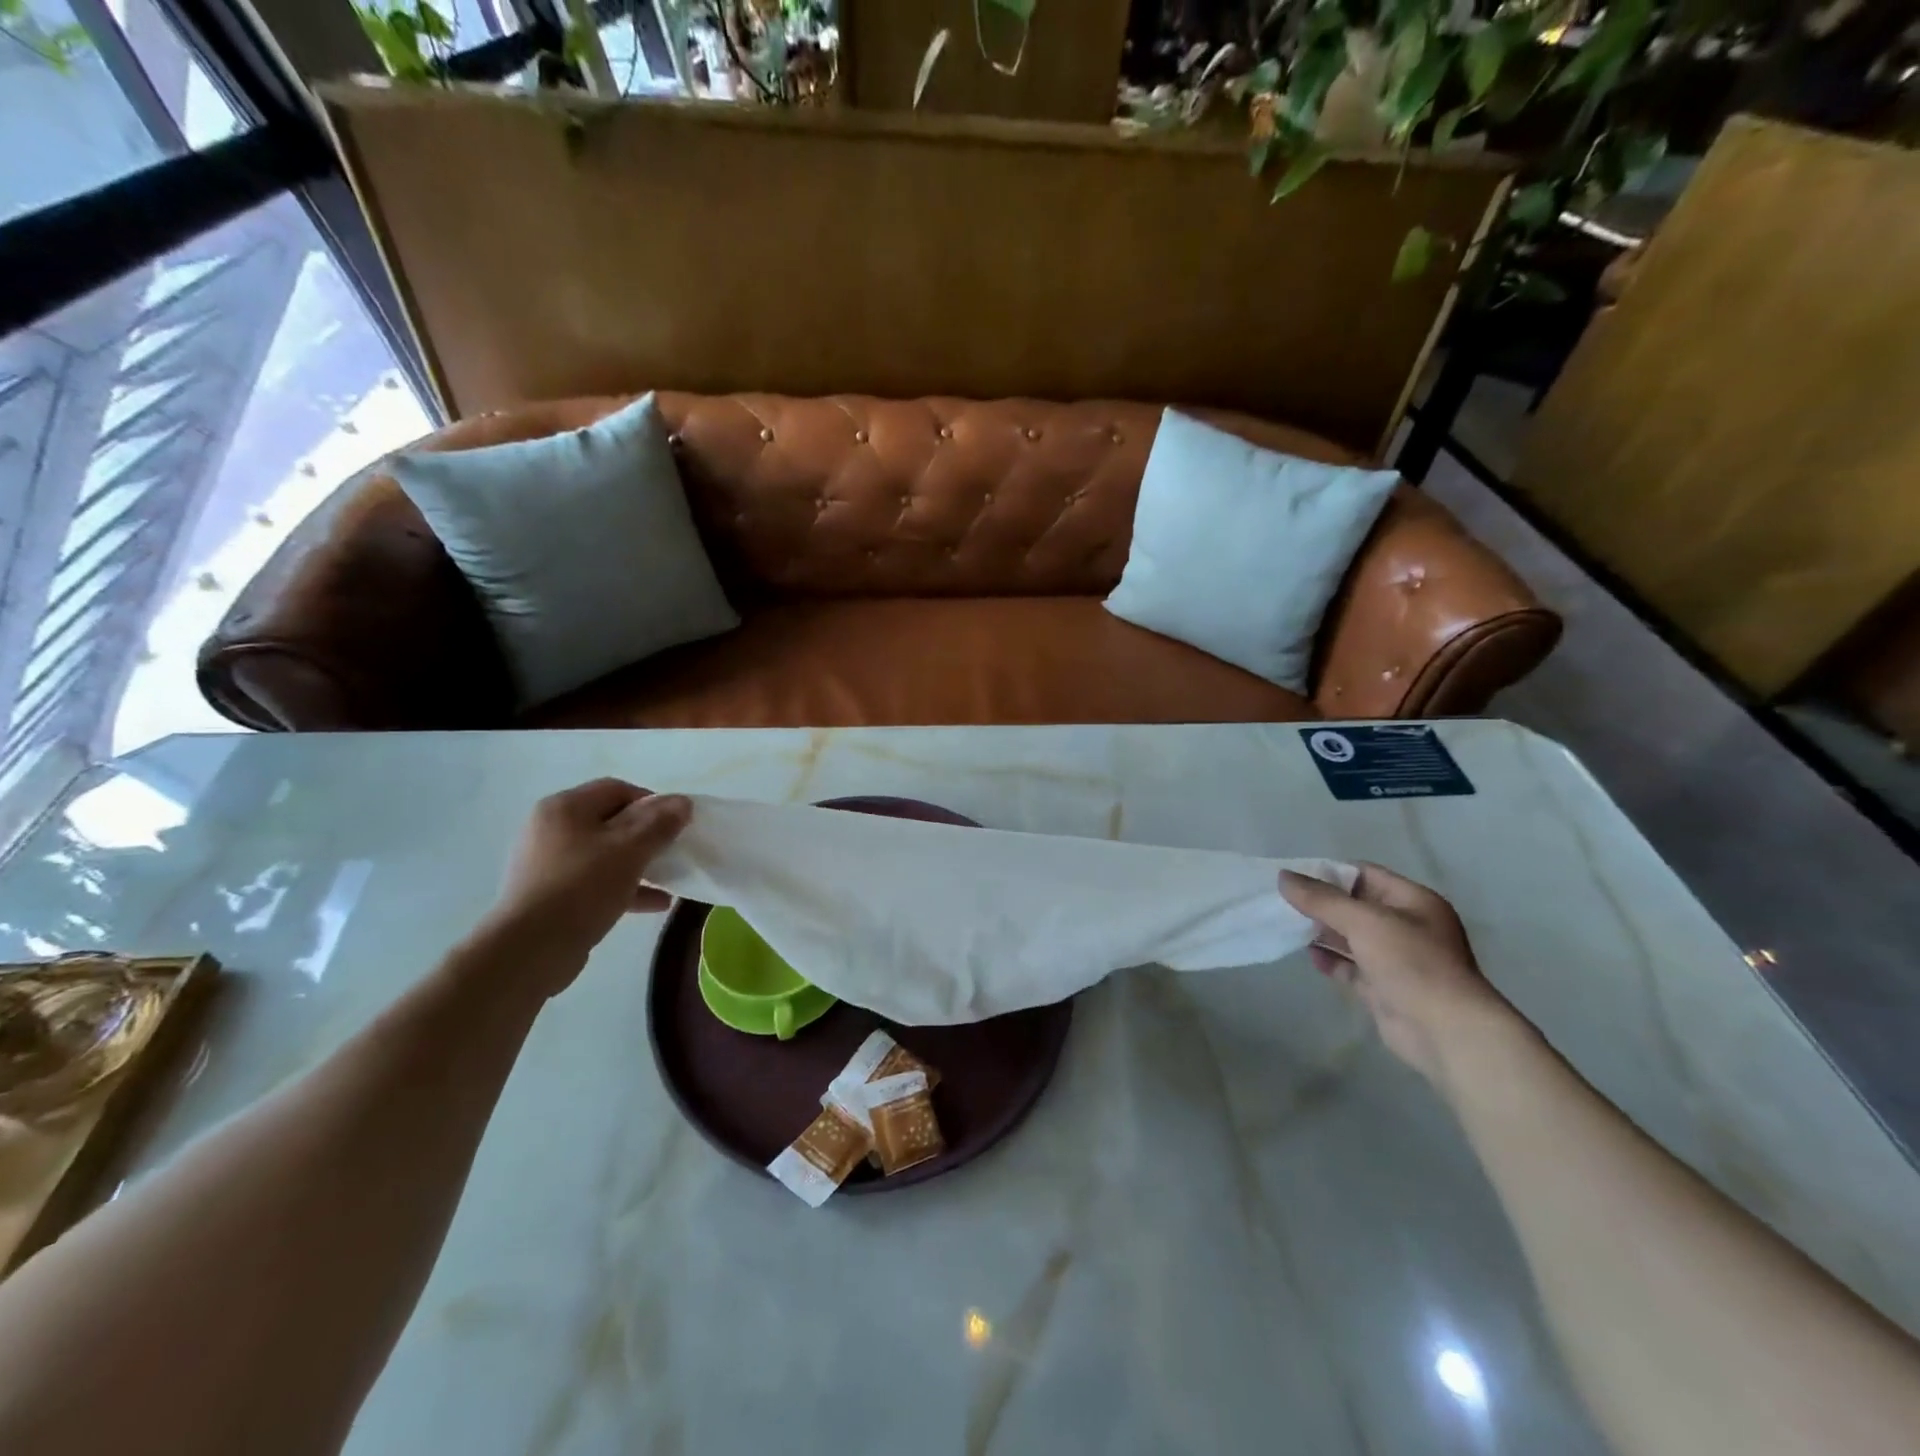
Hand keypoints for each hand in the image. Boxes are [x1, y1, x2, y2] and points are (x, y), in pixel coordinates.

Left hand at [482, 780, 691, 995]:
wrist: (529, 950)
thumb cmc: (582, 888)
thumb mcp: (630, 850)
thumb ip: (659, 823)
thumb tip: (682, 802)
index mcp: (565, 808)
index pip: (617, 789)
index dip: (652, 802)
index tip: (676, 825)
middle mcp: (551, 829)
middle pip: (611, 821)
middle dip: (648, 835)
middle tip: (673, 850)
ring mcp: (548, 864)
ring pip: (605, 854)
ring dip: (640, 863)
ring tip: (670, 878)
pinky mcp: (551, 895)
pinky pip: (596, 882)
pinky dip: (625, 887)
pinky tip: (656, 903)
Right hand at [1279, 863, 1518, 1083]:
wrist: (1445, 1032)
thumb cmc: (1411, 964)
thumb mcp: (1364, 922)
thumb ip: (1321, 899)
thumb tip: (1283, 877)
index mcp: (1413, 901)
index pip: (1365, 875)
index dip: (1329, 874)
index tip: (1293, 877)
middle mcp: (1407, 927)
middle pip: (1355, 906)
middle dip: (1321, 904)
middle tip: (1282, 902)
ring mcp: (1396, 959)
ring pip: (1351, 937)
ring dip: (1323, 932)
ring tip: (1288, 926)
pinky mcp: (1384, 988)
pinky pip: (1352, 967)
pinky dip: (1331, 961)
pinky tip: (1309, 956)